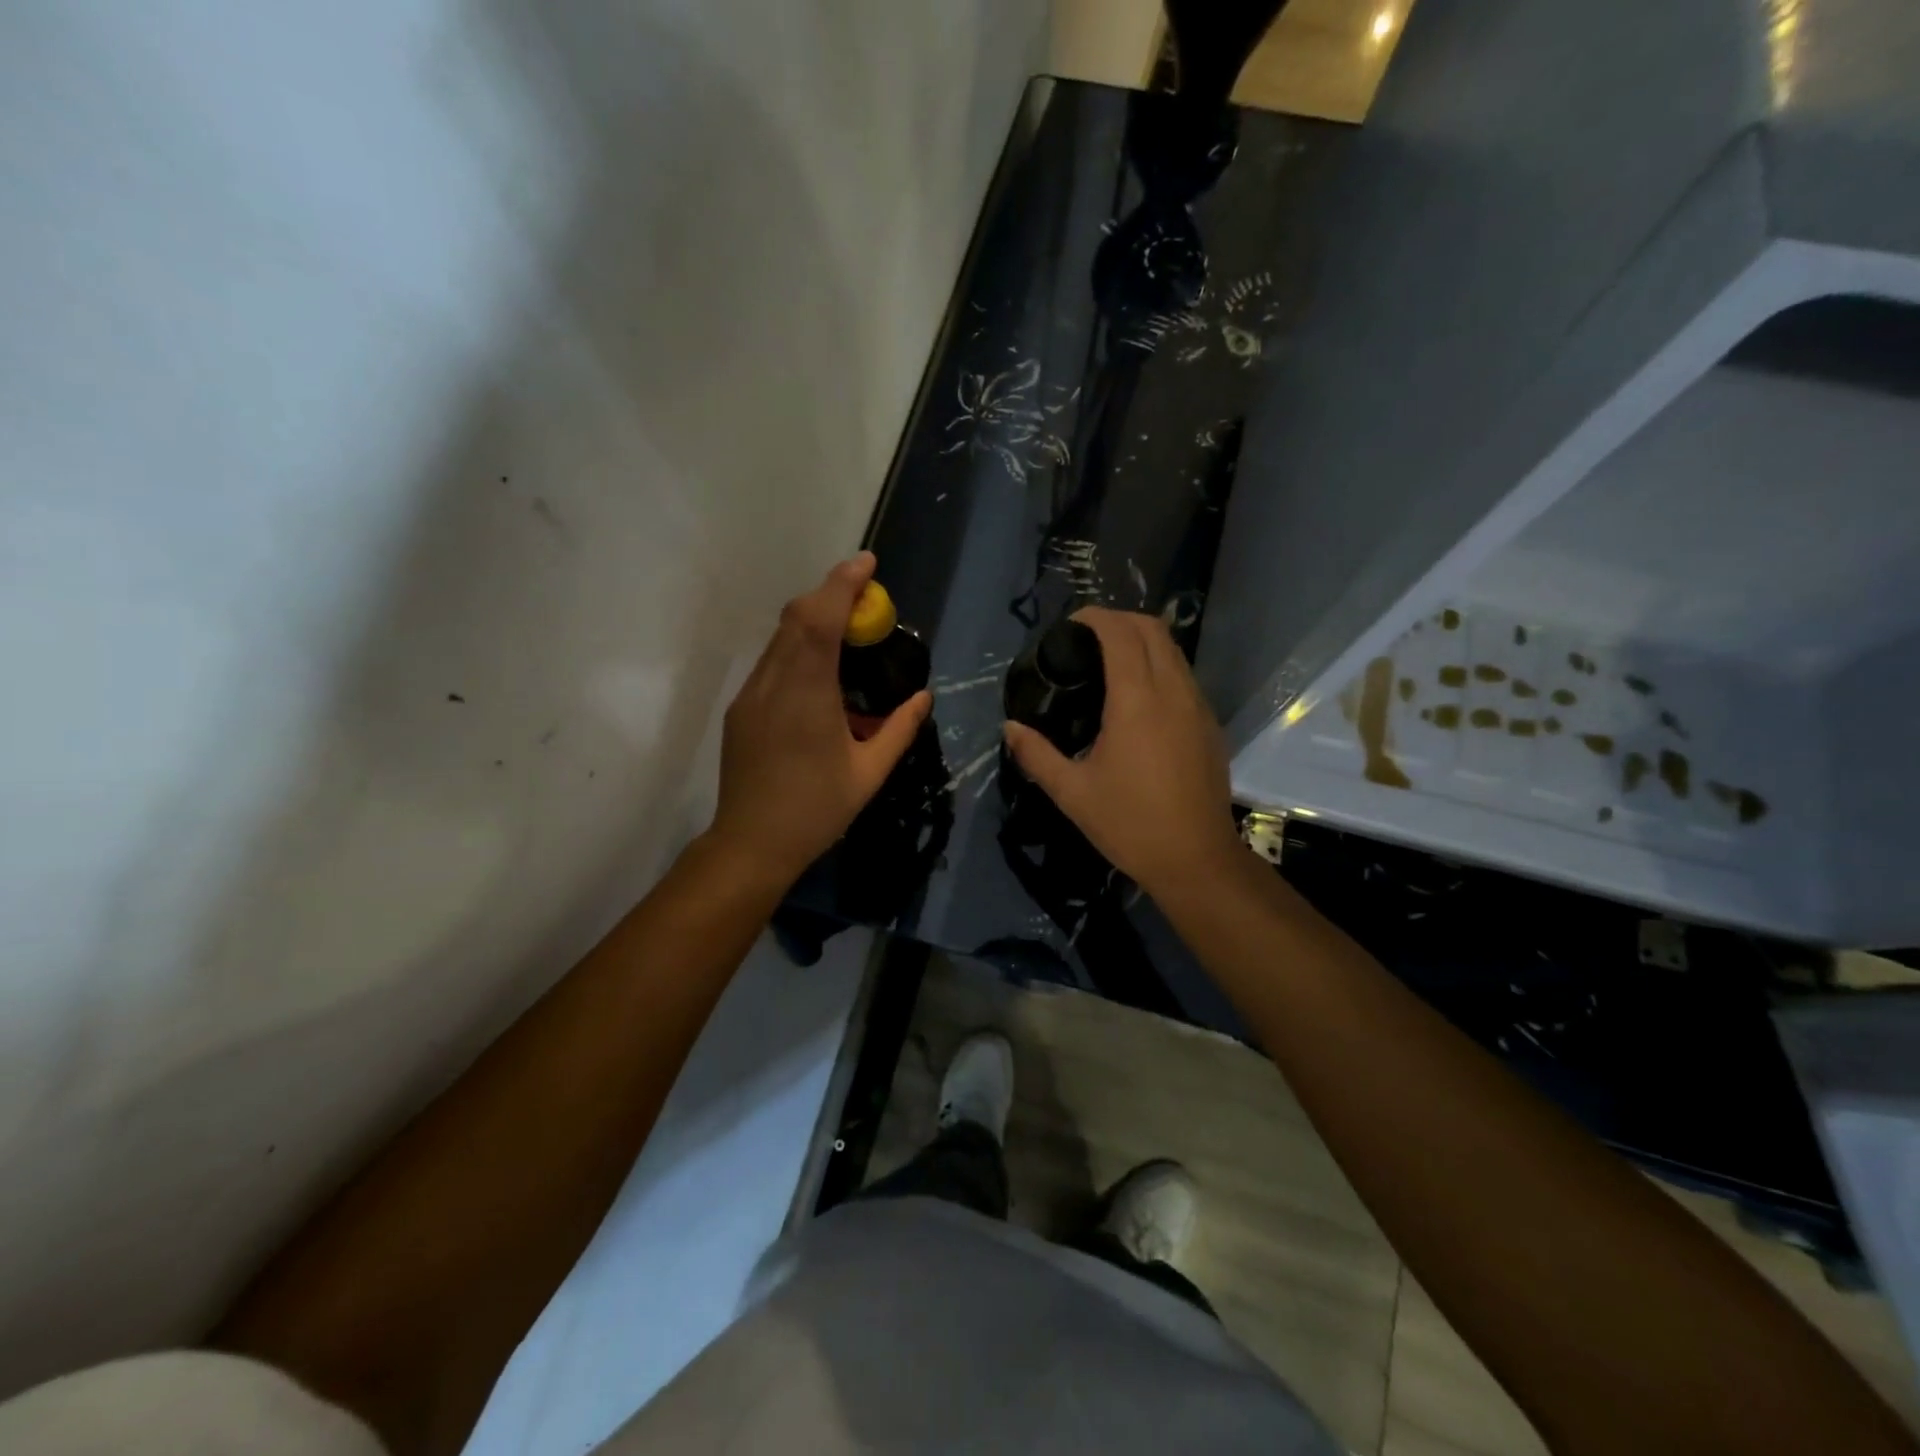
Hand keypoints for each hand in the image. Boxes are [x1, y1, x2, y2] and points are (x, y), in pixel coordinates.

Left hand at [708, 553, 931, 887]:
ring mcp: (751, 695)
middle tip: (866, 599)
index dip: (842, 584)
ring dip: (813, 619)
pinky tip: (820, 671)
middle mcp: (773, 684)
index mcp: (807, 696)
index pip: (820, 621)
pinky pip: (772, 661)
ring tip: (847, 630)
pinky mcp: (741, 708)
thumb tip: (924, 697)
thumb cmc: (816, 810)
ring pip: (780, 637)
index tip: (867, 563)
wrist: (751, 843)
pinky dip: (798, 646)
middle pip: (796, 618)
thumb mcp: (870, 773)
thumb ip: (900, 729)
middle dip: (830, 594)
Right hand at [1002, 607, 1245, 899]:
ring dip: (1143, 641)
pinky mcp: (1210, 724)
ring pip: (1173, 650)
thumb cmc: (1130, 824)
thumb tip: (1010, 727)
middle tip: (1086, 639)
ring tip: (1109, 661)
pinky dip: (1160, 665)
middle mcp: (1173, 691)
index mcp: (1137, 700)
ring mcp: (1198, 706)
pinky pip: (1184, 675)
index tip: (1069, 626)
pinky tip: (1138, 697)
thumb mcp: (1071, 792)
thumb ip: (1036, 754)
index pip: (1121, 633)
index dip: (1095, 617)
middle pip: (1153, 628)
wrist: (1196, 860)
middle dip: (1119, 620)